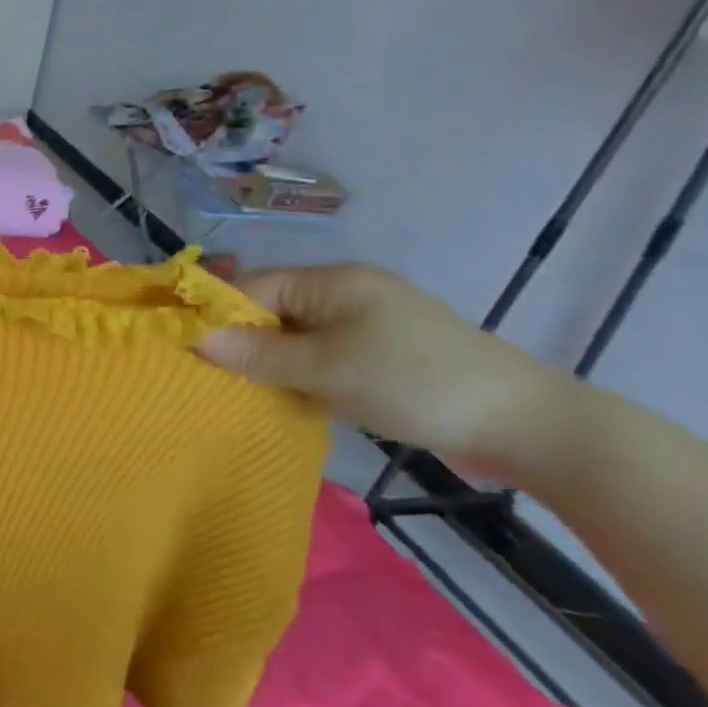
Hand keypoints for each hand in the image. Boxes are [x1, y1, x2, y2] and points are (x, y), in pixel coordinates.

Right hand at [195, 264, 571, 470]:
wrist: (525, 425)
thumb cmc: (413, 382)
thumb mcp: (325, 368)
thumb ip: (257, 353)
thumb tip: (193, 337)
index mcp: (333, 281)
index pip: (252, 287)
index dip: (215, 313)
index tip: (182, 346)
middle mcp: (346, 293)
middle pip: (270, 310)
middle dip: (239, 340)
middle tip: (206, 375)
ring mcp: (366, 324)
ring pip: (293, 337)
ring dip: (268, 361)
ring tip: (238, 389)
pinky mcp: (381, 355)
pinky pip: (319, 355)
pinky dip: (297, 373)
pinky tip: (283, 396)